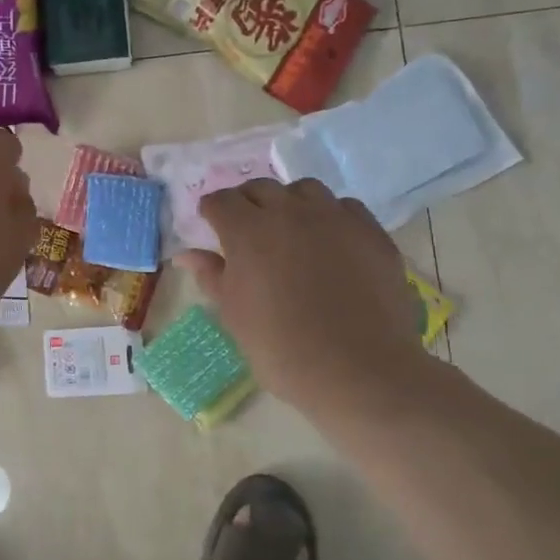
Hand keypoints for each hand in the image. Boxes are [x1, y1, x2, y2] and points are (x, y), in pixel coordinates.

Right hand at [176, 179, 432, 409]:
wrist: (358, 371)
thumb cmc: (282, 350)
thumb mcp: (234, 316)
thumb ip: (212, 276)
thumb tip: (188, 255)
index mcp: (248, 232)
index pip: (221, 201)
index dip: (212, 212)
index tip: (212, 227)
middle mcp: (290, 212)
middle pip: (260, 188)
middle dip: (247, 203)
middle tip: (247, 231)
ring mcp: (334, 218)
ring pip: (305, 190)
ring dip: (290, 203)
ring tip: (291, 230)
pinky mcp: (371, 232)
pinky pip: (345, 208)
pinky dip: (330, 217)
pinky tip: (330, 242)